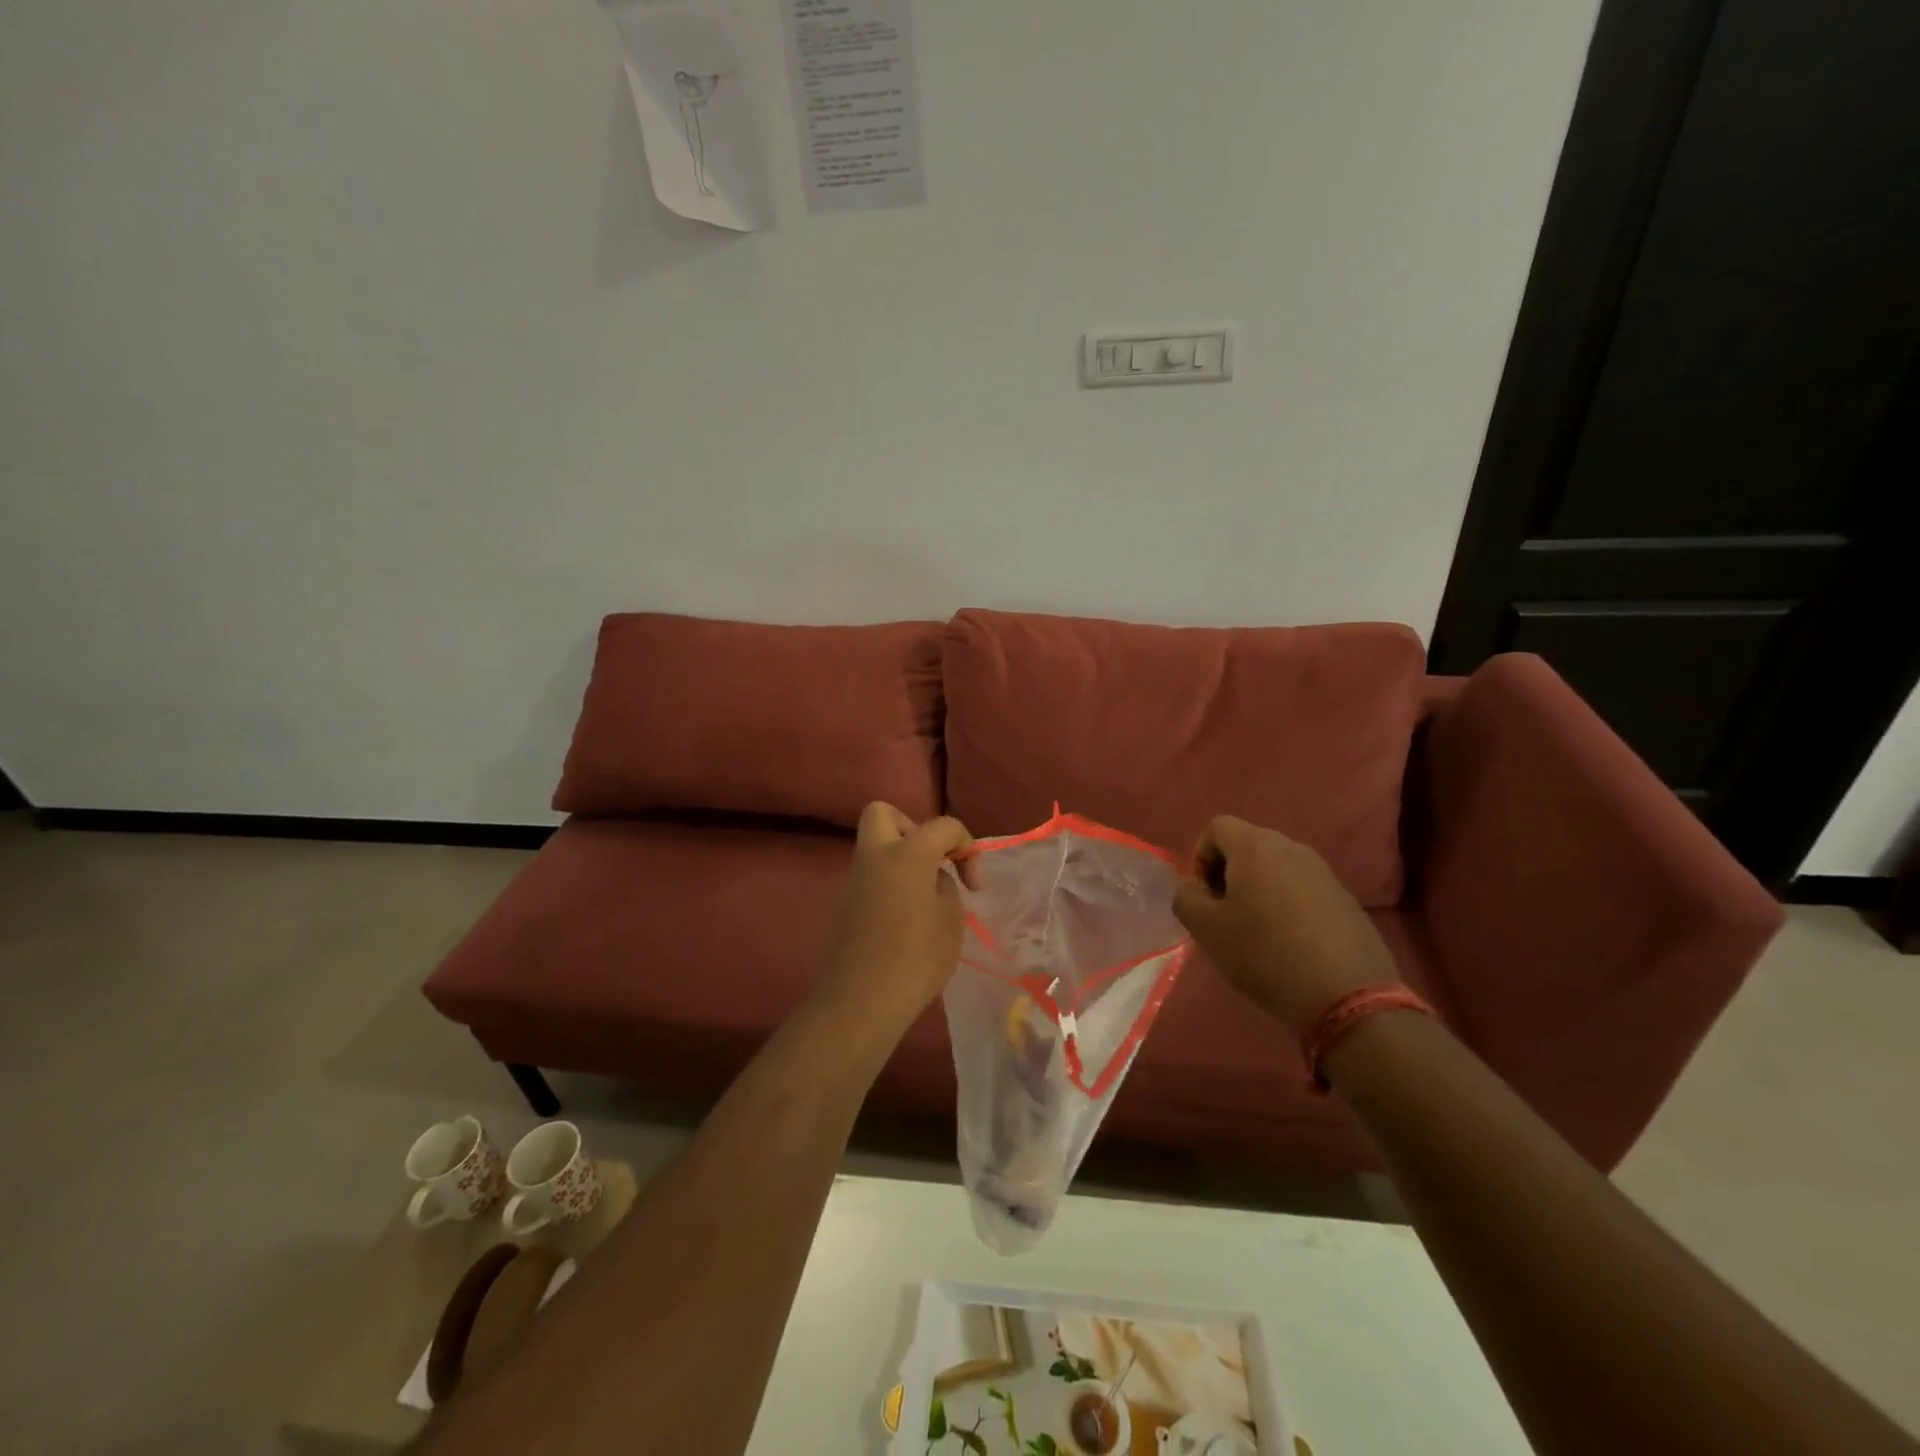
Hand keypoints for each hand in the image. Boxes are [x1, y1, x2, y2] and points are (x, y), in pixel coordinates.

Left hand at [812, 802, 978, 1044]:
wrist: (861, 1001)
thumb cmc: (916, 958)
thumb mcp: (951, 920)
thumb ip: (945, 888)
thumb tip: (931, 881)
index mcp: (906, 853)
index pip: (943, 826)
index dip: (967, 847)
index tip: (974, 885)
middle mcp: (874, 857)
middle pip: (883, 814)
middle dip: (913, 828)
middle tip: (932, 863)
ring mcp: (854, 880)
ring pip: (876, 848)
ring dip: (902, 861)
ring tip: (925, 899)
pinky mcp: (844, 906)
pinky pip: (871, 878)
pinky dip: (889, 885)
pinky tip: (905, 920)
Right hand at [1172, 815, 1398, 1032]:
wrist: (1347, 995)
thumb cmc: (1264, 954)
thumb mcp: (1207, 930)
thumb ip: (1185, 897)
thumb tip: (1189, 885)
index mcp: (1255, 846)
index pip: (1217, 827)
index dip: (1200, 857)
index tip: (1204, 897)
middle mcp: (1292, 847)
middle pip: (1247, 845)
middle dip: (1229, 873)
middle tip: (1225, 915)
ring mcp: (1323, 872)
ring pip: (1276, 867)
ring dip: (1258, 889)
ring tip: (1257, 931)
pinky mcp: (1345, 898)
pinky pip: (1303, 888)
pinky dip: (1287, 905)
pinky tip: (1291, 943)